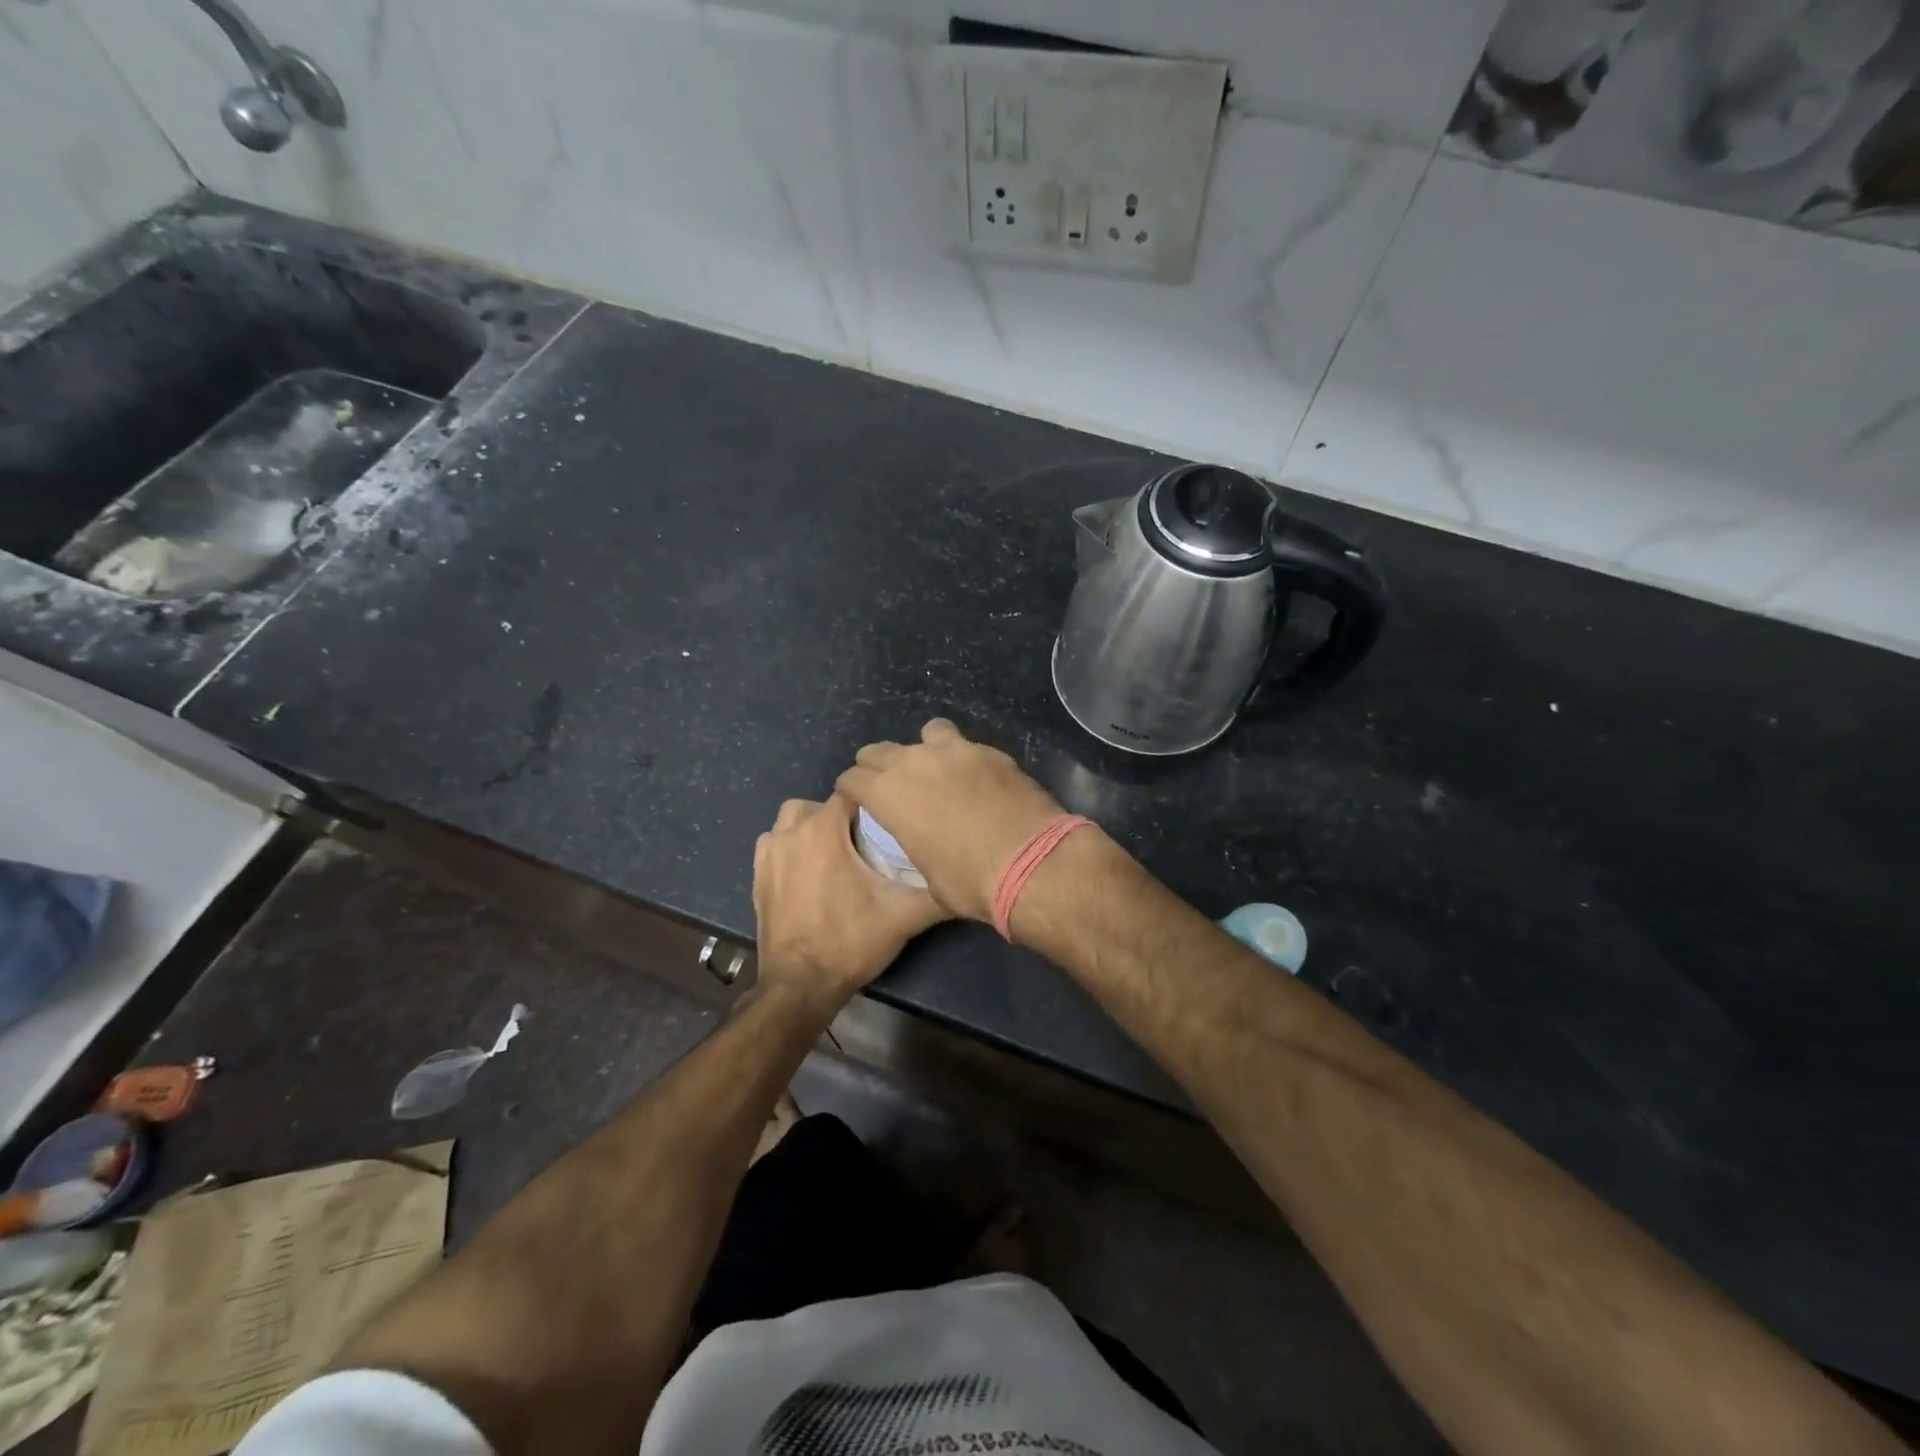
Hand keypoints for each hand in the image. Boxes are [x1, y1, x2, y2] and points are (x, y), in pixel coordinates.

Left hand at [752, 793, 949, 1013]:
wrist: (799, 986)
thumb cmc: (851, 942)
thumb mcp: (904, 916)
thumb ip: (938, 893)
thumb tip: (968, 880)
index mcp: (822, 829)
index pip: (853, 793)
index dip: (875, 804)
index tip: (892, 822)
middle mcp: (791, 832)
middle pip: (820, 803)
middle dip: (842, 815)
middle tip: (867, 841)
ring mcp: (768, 854)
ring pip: (792, 820)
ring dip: (812, 828)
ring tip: (837, 853)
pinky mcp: (756, 876)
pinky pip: (774, 844)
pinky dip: (791, 848)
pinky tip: (810, 871)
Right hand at [835, 720, 1066, 922]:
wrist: (1033, 862)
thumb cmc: (970, 881)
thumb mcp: (928, 876)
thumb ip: (915, 843)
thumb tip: (926, 840)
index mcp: (888, 794)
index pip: (852, 778)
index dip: (851, 790)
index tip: (856, 800)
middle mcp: (915, 762)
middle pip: (880, 750)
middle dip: (877, 766)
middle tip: (889, 785)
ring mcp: (956, 751)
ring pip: (927, 732)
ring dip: (925, 749)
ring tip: (937, 770)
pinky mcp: (992, 752)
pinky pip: (967, 746)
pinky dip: (964, 760)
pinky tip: (977, 780)